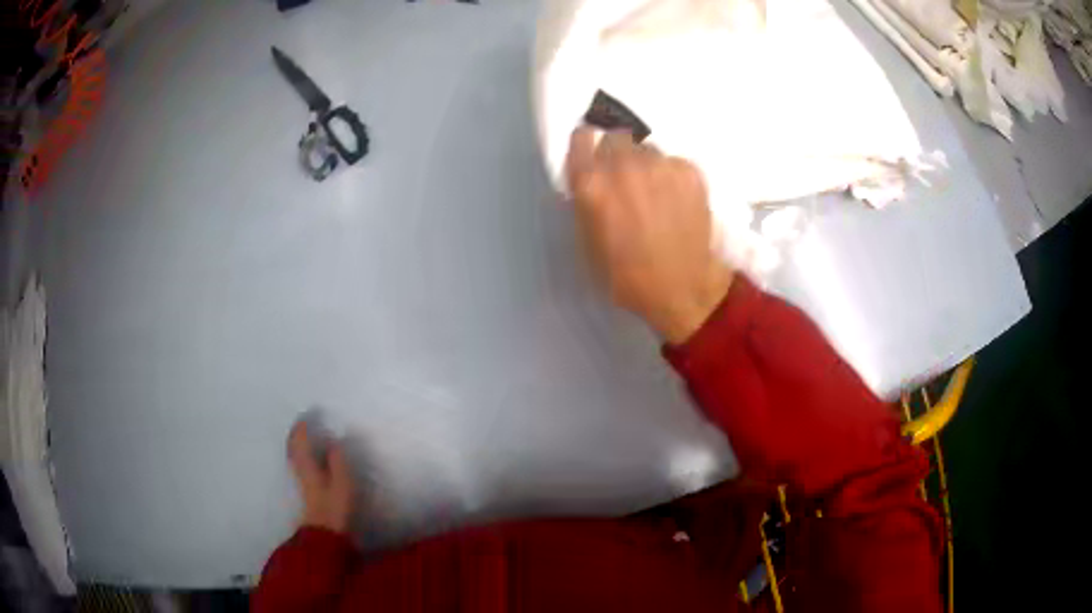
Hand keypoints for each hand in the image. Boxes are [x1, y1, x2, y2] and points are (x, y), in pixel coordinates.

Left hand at [288, 421, 353, 532]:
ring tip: (303, 439)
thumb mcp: (342, 484)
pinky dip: (300, 458)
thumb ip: (338, 461)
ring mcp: (301, 483)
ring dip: (296, 446)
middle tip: (302, 424)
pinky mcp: (305, 493)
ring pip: (294, 459)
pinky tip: (308, 461)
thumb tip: (334, 441)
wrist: (323, 534)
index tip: (306, 415)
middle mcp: (300, 471)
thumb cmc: (334, 508)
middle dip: (296, 436)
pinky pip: (299, 467)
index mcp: (308, 467)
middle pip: (293, 450)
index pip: (300, 442)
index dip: (302, 428)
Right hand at [566, 128, 733, 344]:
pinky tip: (677, 201)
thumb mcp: (587, 242)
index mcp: (591, 183)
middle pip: (616, 137)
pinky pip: (673, 162)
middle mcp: (624, 164)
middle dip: (618, 155)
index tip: (593, 157)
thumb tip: (590, 178)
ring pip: (647, 149)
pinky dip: (672, 176)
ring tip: (655, 194)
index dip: (587, 147)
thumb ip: (584, 201)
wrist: (682, 288)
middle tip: (626, 180)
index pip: (582, 137)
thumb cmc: (625, 276)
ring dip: (646, 165)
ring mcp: (660, 164)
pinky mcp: (690, 170)